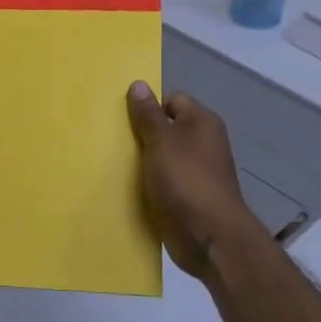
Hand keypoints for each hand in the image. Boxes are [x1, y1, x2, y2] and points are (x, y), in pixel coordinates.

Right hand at [126, 81, 263, 278]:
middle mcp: (202, 144)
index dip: (149, 105)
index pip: (173, 100)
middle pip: (166, 129)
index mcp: (202, 123)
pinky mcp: (187, 198)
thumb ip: (148, 114)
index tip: (123, 117)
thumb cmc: (186, 180)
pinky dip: (147, 185)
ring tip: (113, 164)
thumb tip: (139, 84)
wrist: (208, 237)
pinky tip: (126, 188)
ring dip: (142, 162)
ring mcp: (196, 172)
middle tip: (112, 139)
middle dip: (141, 134)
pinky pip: (162, 183)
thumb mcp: (162, 141)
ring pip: (162, 158)